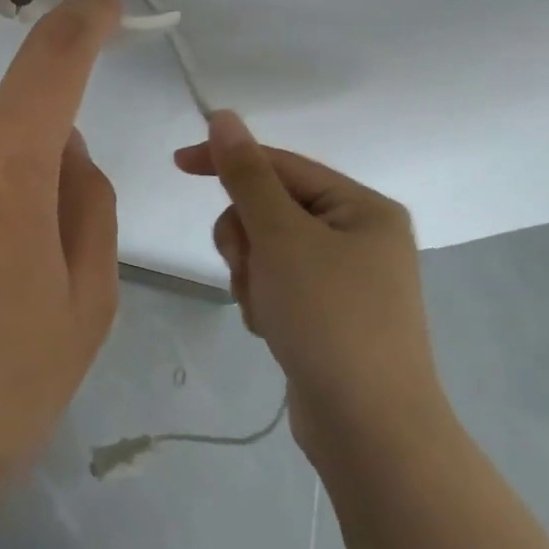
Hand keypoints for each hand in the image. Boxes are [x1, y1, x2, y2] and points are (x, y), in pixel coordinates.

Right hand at [174, 113, 445, 462]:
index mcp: (362, 207)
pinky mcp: (329, 314)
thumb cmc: (330, 318)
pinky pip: (278, 284)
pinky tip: (274, 329)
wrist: (371, 431)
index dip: (228, 160)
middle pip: (271, 209)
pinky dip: (264, 300)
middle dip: (247, 238)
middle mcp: (359, 236)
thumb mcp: (282, 237)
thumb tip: (224, 118)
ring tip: (265, 308)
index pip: (281, 165)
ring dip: (252, 273)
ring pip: (268, 250)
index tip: (177, 163)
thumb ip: (247, 175)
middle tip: (250, 268)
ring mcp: (346, 279)